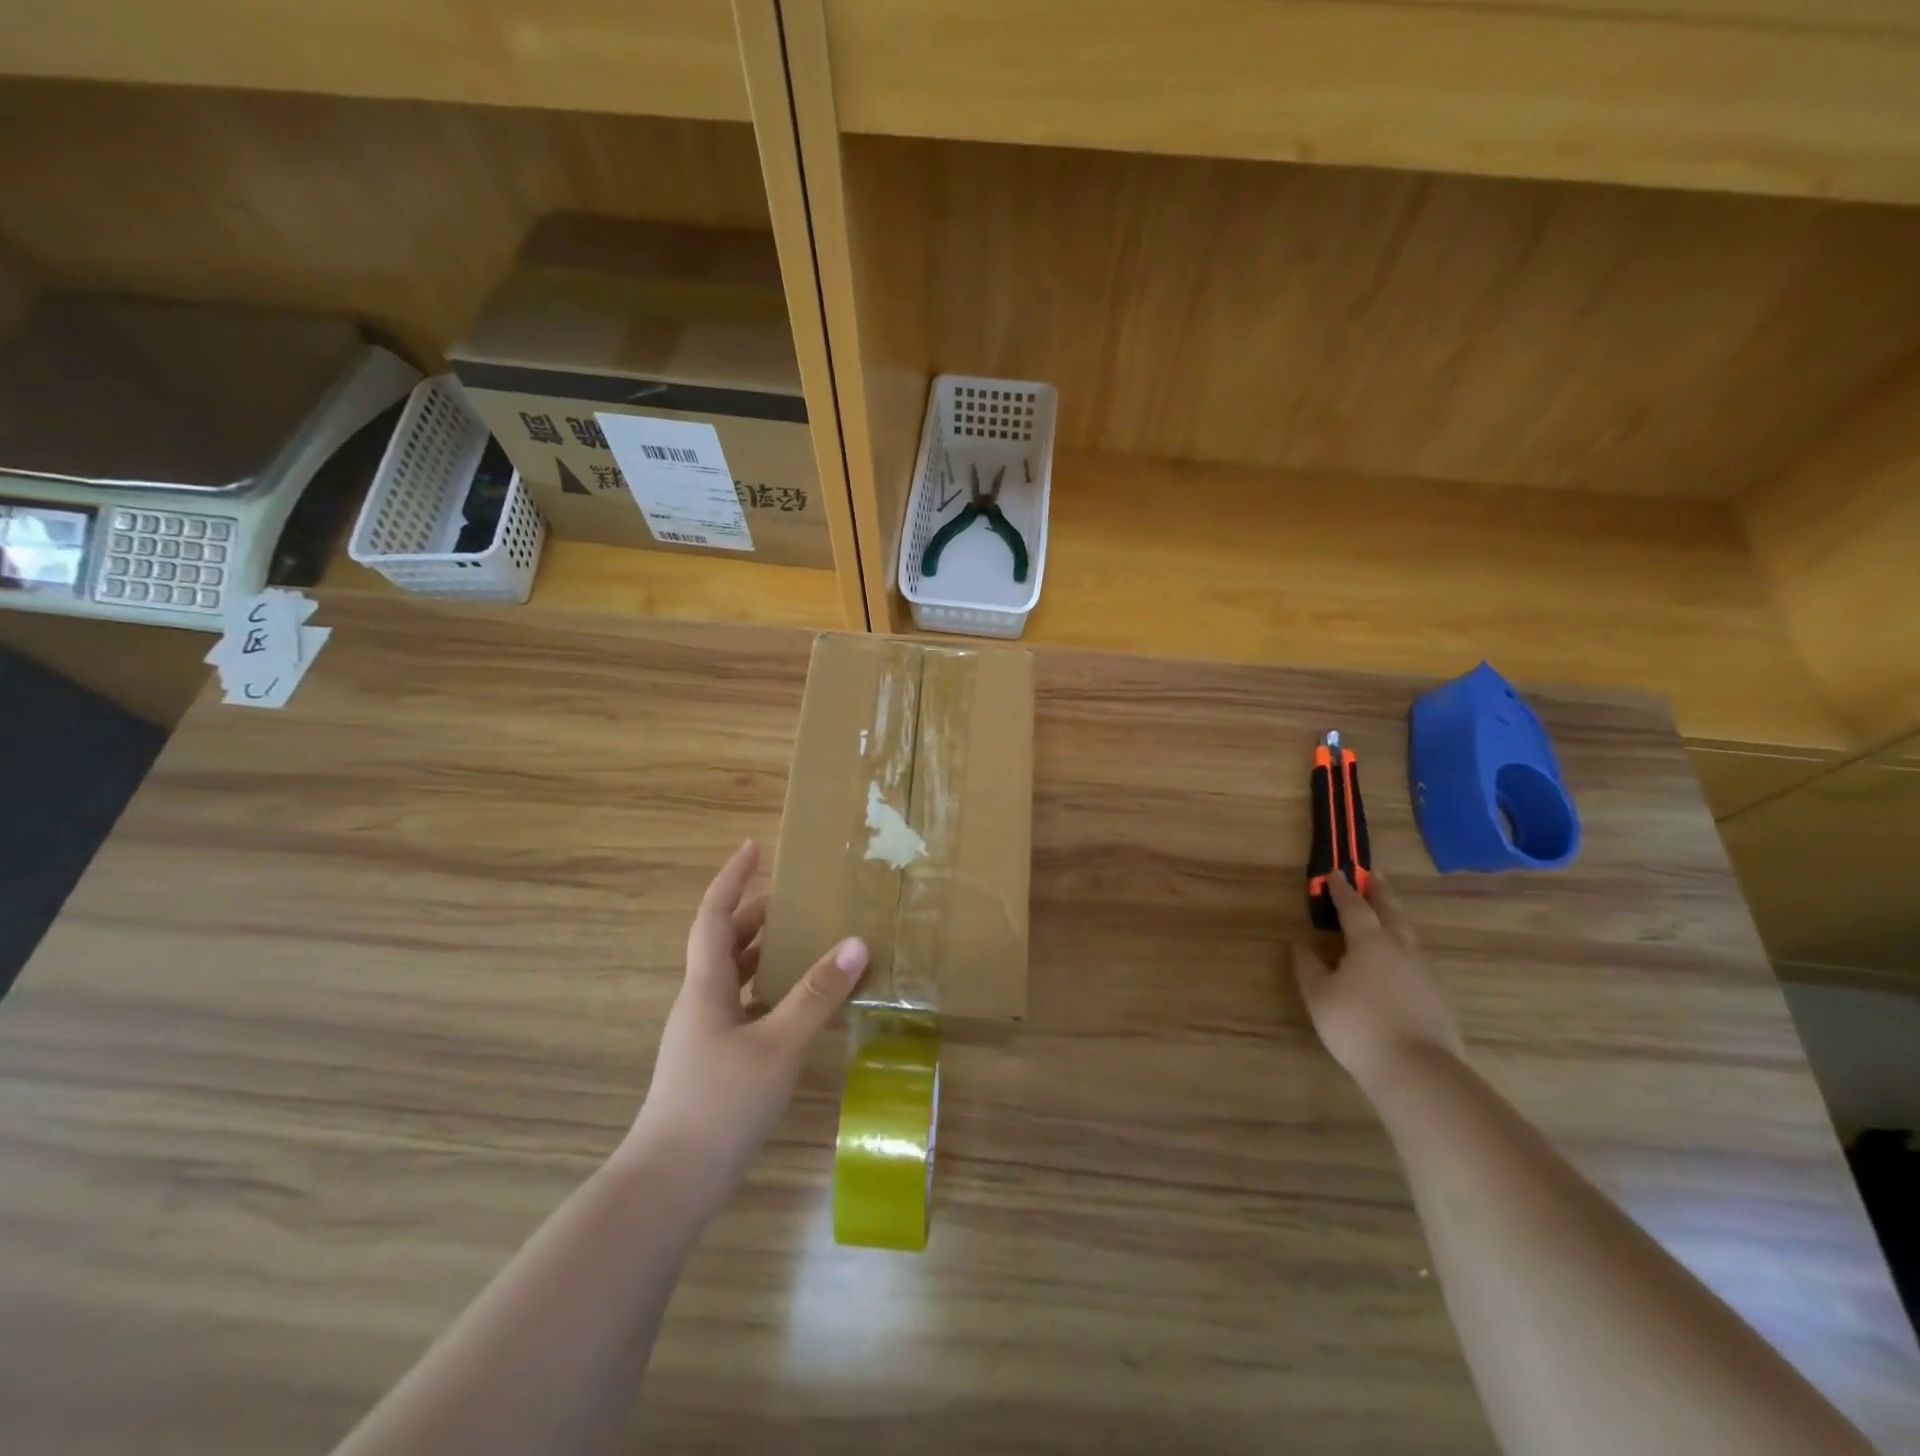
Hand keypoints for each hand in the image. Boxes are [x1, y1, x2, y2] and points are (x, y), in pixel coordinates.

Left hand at [622, 840, 866, 1211]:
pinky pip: (744, 1007)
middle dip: (754, 914)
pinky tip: (797, 1004)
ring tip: (801, 939)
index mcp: (706, 987)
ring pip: (733, 977)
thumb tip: (856, 943)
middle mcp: (700, 1002)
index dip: (732, 879)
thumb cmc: (720, 1104)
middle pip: (723, 943)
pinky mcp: (715, 1062)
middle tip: (793, 896)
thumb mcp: (778, 1044)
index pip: (715, 916)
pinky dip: (769, 990)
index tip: (753, 847)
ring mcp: (704, 1035)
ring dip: (762, 952)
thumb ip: (817, 994)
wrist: (670, 1184)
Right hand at [1292, 872, 1464, 1095]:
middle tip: (1374, 875)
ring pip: (1408, 933)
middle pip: (1390, 912)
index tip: (1334, 873)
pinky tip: (1399, 959)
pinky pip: (1416, 957)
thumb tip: (1301, 942)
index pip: (1354, 907)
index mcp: (1369, 942)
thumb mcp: (1319, 996)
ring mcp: (1423, 972)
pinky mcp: (1437, 995)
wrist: (1418, 1070)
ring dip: (1395, 916)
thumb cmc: (1358, 1026)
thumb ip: (1308, 966)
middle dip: (1380, 892)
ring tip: (1387, 912)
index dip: (1341, 890)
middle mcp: (1400, 948)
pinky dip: (1404, 945)